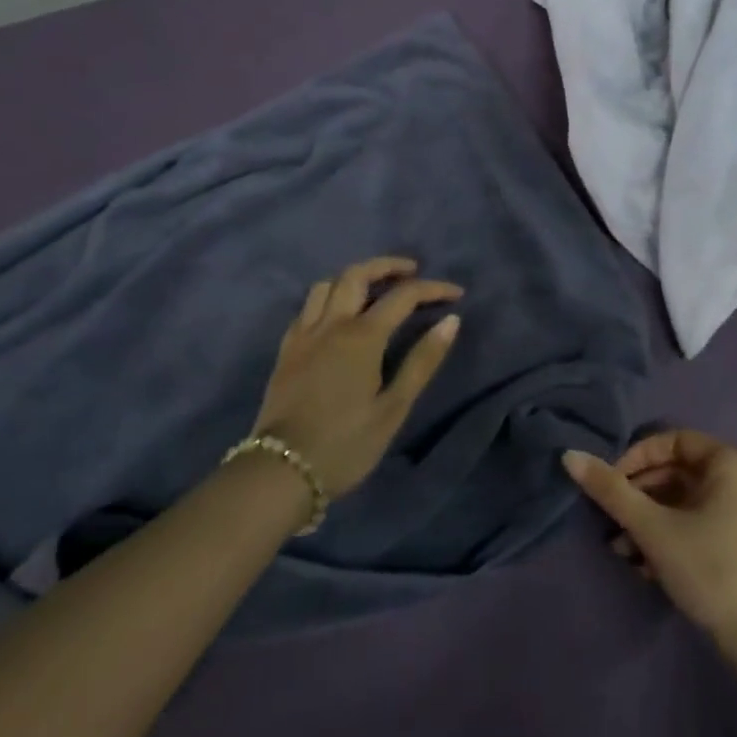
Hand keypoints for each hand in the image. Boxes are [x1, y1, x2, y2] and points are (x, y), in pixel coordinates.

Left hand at [250, 257, 461, 498]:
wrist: (281, 471)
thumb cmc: (346, 444)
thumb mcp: (394, 408)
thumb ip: (423, 361)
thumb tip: (451, 321)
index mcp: (362, 337)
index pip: (403, 296)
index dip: (433, 289)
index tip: (456, 294)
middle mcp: (331, 324)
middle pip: (357, 274)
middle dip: (388, 266)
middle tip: (412, 272)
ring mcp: (304, 334)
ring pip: (327, 284)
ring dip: (355, 277)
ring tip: (375, 288)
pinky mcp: (287, 349)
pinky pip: (307, 306)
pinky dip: (329, 296)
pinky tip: (338, 314)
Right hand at [562, 430, 736, 650]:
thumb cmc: (711, 569)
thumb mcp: (654, 528)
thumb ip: (611, 491)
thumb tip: (569, 455)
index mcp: (731, 463)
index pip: (673, 441)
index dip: (636, 458)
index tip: (610, 485)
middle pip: (678, 473)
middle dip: (638, 496)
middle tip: (610, 521)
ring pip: (686, 503)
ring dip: (650, 521)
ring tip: (622, 551)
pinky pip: (701, 524)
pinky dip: (672, 536)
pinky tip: (646, 566)